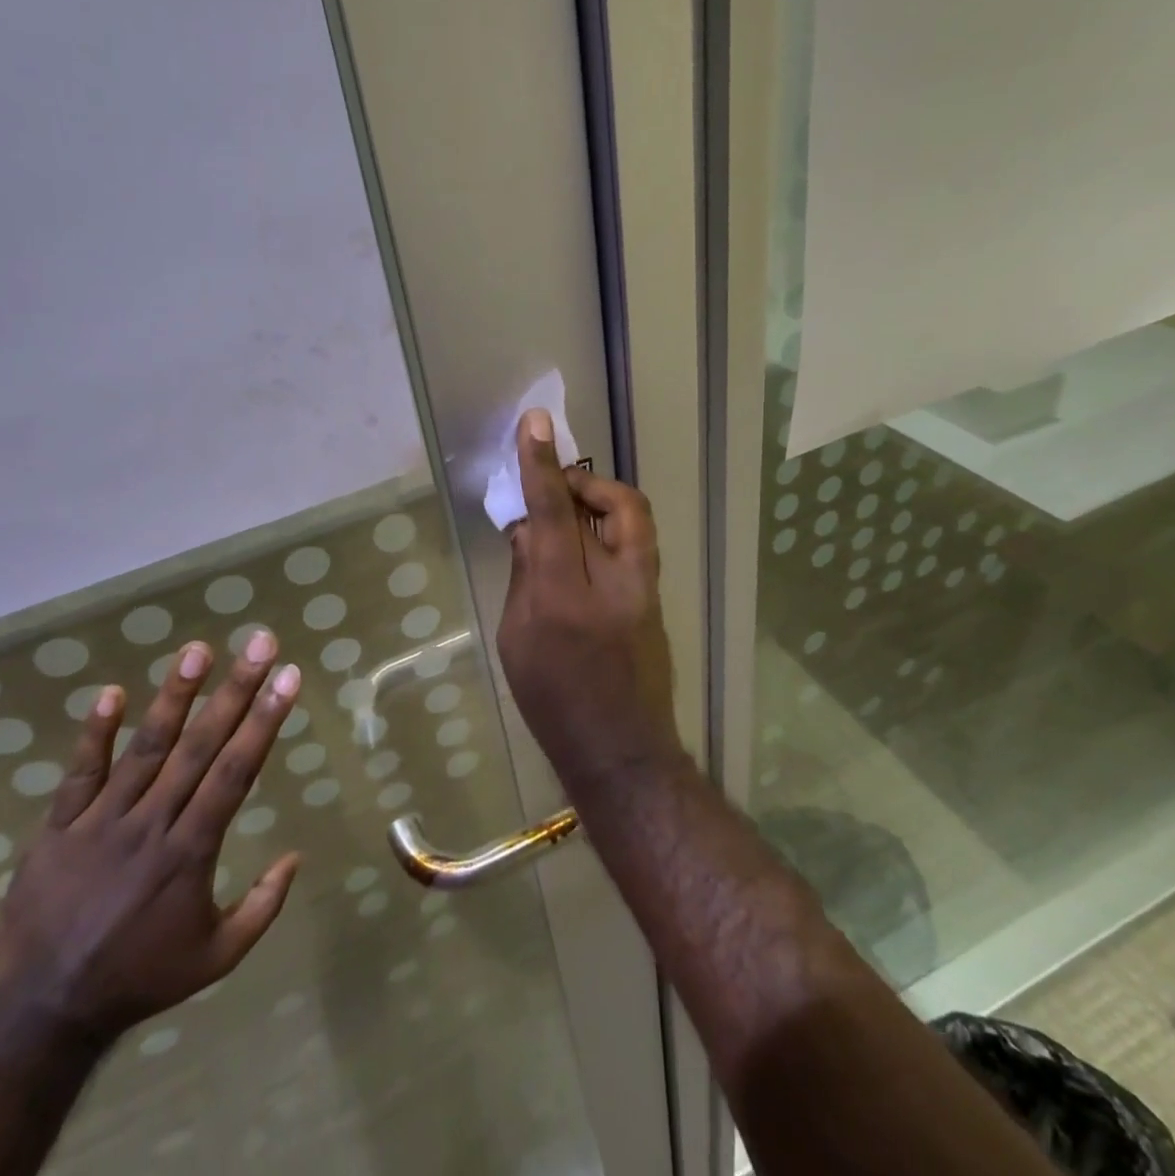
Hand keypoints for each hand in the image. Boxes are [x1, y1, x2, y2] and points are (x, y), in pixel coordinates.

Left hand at [0, 629, 300, 1044]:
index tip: (288, 678)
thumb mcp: (216, 957)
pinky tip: (111, 692)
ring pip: (145, 748)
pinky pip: (79, 774)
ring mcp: (101, 822)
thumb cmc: (139, 979)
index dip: (264, 721)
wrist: (40, 1014)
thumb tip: (297, 856)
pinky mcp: (59, 828)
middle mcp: (151, 824)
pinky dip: (94, 734)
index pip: (235, 772)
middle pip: (199, 746)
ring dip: (174, 696)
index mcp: (191, 851)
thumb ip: (262, 907)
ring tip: (197, 650)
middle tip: (259, 644)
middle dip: (235, 690)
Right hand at [497, 408, 682, 791]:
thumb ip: (525, 576)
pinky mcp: (656, 599)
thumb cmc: (554, 702)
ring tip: (569, 517)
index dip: (541, 465)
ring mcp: (645, 590)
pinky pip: (634, 543)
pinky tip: (584, 551)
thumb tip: (529, 528)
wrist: (622, 751)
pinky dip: (609, 529)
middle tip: (556, 489)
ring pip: (633, 518)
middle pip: (615, 502)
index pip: (552, 513)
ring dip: (601, 501)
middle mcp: (614, 582)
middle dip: (584, 481)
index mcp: (564, 596)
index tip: (535, 423)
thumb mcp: (518, 639)